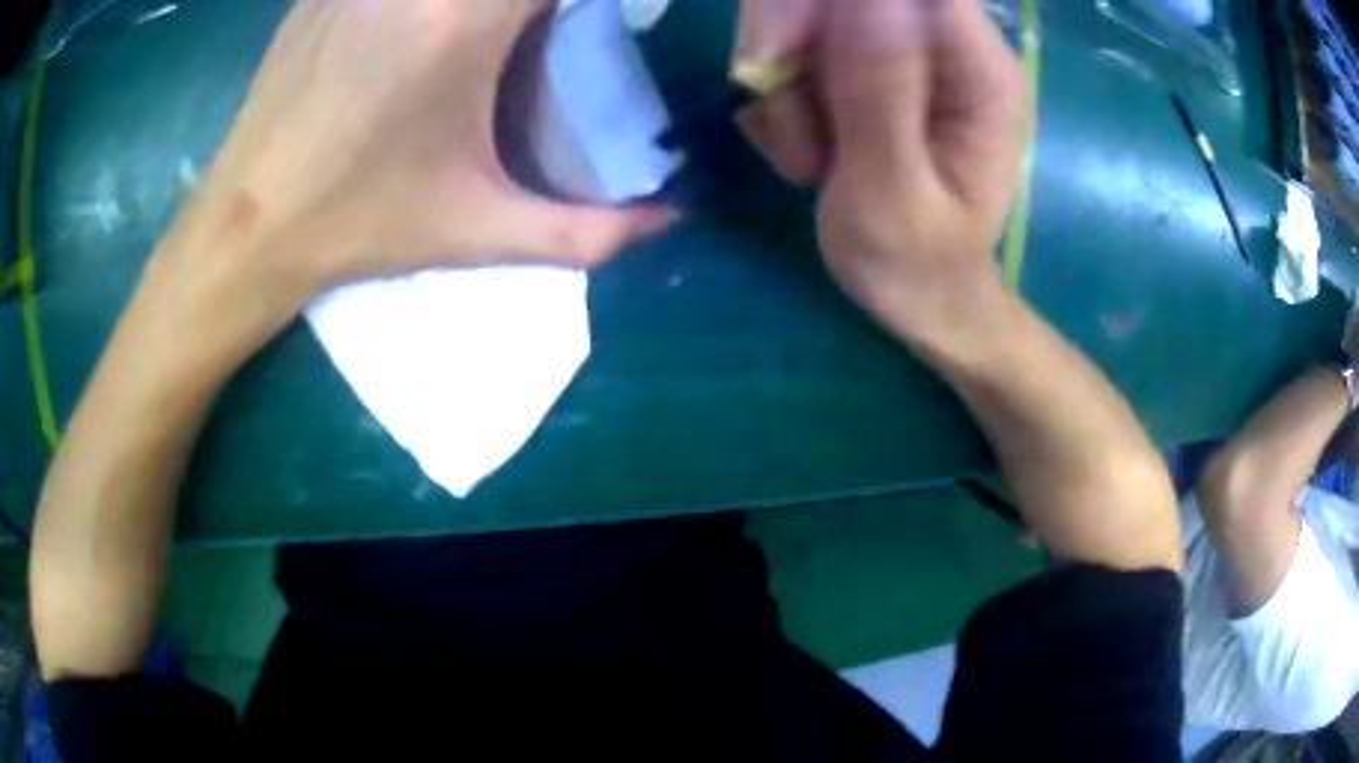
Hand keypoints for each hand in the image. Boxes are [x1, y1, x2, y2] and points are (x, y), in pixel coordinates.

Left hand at [148, 0, 668, 333]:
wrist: (247, 226)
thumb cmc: (358, 225)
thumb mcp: (478, 231)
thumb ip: (587, 231)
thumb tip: (668, 220)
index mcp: (466, 19)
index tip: (584, 19)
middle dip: (529, 5)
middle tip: (530, 33)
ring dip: (480, 6)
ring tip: (476, 41)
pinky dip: (427, 5)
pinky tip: (411, 34)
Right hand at [741, 0, 1029, 345]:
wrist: (916, 296)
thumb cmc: (917, 267)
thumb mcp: (893, 196)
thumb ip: (881, 94)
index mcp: (978, 68)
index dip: (823, 3)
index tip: (783, 54)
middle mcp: (939, 41)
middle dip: (787, 45)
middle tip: (794, 129)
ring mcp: (894, 48)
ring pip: (798, 16)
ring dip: (779, 87)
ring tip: (809, 162)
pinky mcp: (858, 64)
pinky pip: (789, 49)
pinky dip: (778, 100)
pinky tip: (806, 153)